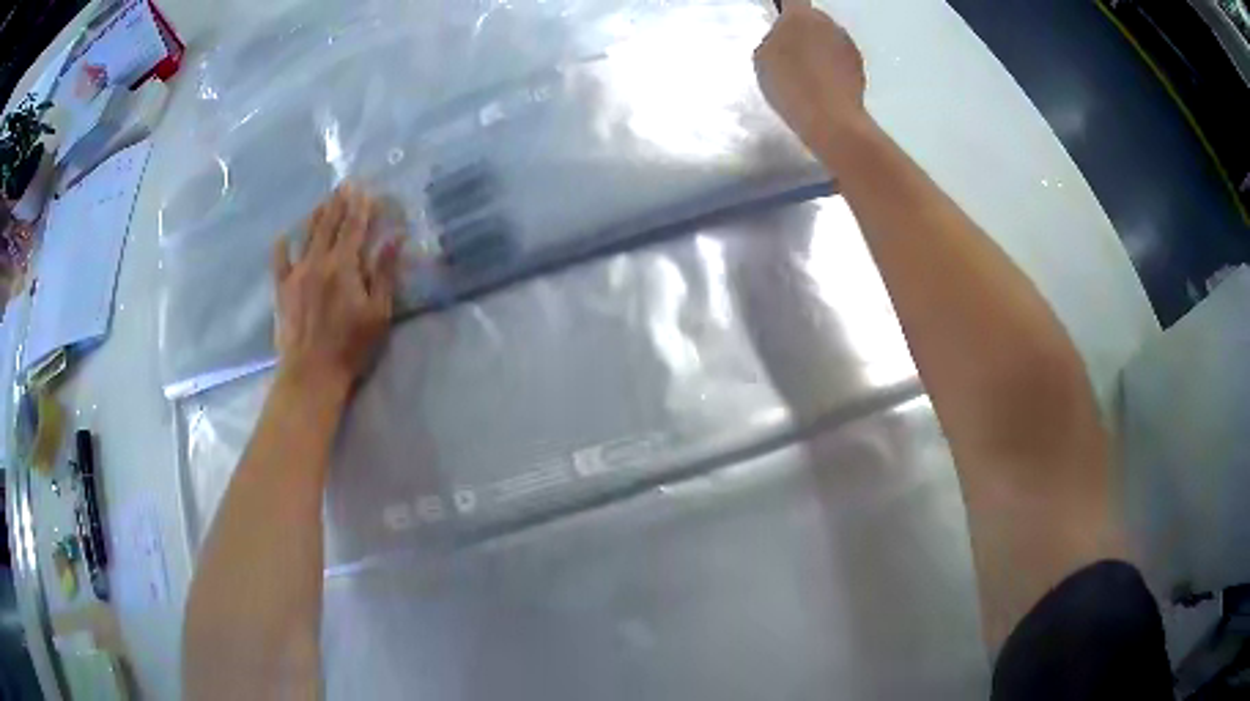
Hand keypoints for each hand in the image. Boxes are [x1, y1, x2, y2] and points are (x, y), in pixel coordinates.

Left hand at [271, 184, 401, 392]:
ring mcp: (296, 274)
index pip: (354, 227)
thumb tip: (396, 237)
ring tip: (324, 202)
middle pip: (329, 225)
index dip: (361, 207)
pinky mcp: (282, 290)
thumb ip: (384, 273)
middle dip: (339, 203)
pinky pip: (280, 262)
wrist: (311, 374)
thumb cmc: (351, 347)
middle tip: (345, 185)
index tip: (366, 189)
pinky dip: (282, 246)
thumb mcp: (378, 313)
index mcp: (343, 266)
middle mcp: (317, 262)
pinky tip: (284, 236)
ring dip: (316, 216)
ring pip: (306, 236)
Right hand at [754, 0, 867, 151]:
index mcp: (800, 15)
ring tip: (806, 74)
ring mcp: (847, 44)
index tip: (778, 15)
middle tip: (788, 53)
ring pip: (827, 38)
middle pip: (811, 19)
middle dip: (801, 30)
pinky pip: (840, 58)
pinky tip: (822, 86)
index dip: (783, 6)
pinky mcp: (860, 66)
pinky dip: (832, 67)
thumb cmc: (791, 86)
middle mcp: (828, 23)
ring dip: (818, 48)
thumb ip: (772, 40)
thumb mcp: (762, 59)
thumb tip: (783, 38)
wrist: (832, 120)